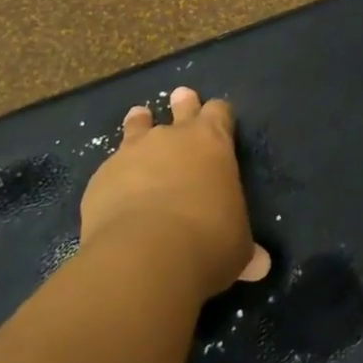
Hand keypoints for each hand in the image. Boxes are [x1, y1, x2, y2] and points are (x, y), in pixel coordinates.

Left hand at [79, 88, 270, 301]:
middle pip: (181, 107)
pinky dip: (116, 175)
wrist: (145, 255)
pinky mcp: (101, 177)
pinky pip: (110, 168)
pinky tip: (114, 190)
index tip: (220, 117)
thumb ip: (245, 250)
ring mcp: (132, 153)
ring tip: (139, 117)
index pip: (220, 112)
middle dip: (183, 103)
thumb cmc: (208, 242)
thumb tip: (260, 266)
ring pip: (137, 126)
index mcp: (213, 143)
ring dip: (140, 124)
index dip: (220, 115)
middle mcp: (173, 138)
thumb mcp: (237, 248)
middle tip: (181, 96)